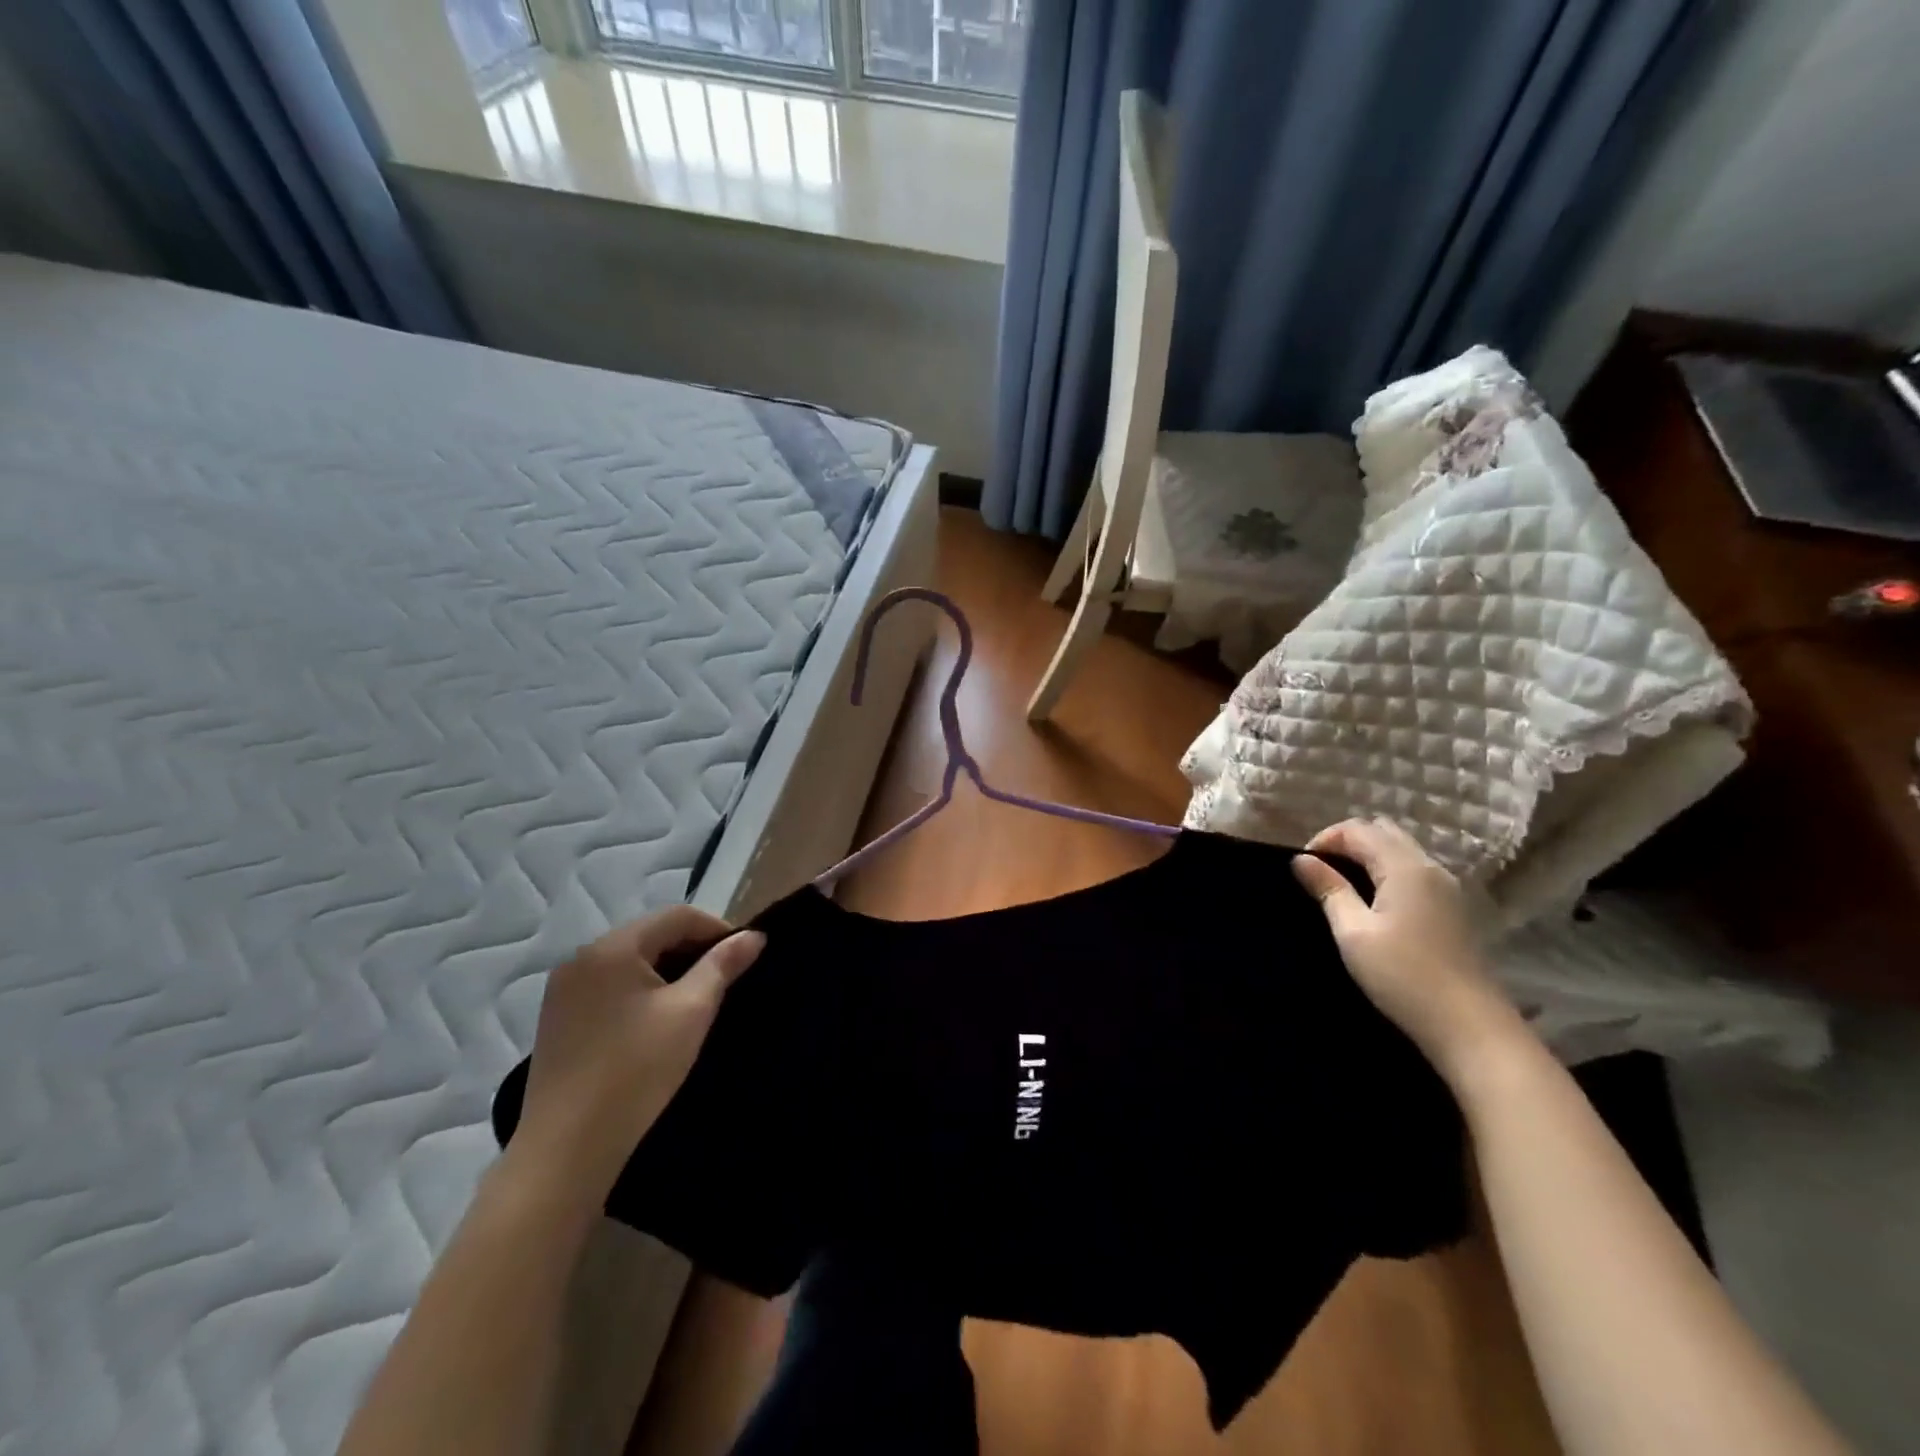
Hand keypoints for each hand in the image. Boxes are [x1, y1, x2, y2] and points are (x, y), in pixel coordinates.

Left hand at [510, 906, 763, 1205]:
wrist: (566, 1150)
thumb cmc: (636, 1071)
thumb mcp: (691, 1012)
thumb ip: (723, 966)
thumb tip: (754, 936)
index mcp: (611, 947)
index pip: (676, 916)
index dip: (717, 929)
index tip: (744, 957)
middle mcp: (581, 958)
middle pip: (650, 935)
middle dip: (693, 949)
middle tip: (725, 979)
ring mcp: (563, 990)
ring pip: (630, 962)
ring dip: (668, 971)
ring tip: (696, 1000)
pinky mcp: (557, 1020)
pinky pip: (609, 986)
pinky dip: (640, 991)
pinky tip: (657, 1021)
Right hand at [1292, 818, 1524, 1083]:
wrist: (1468, 1025)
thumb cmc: (1402, 976)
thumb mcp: (1353, 932)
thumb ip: (1329, 889)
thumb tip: (1302, 860)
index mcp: (1405, 867)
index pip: (1359, 830)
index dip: (1325, 839)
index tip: (1304, 866)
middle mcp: (1430, 867)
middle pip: (1383, 832)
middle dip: (1347, 842)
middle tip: (1321, 871)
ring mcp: (1447, 887)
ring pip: (1401, 850)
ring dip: (1368, 856)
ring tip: (1342, 885)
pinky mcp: (1453, 907)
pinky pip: (1413, 870)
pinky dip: (1387, 871)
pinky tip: (1373, 901)